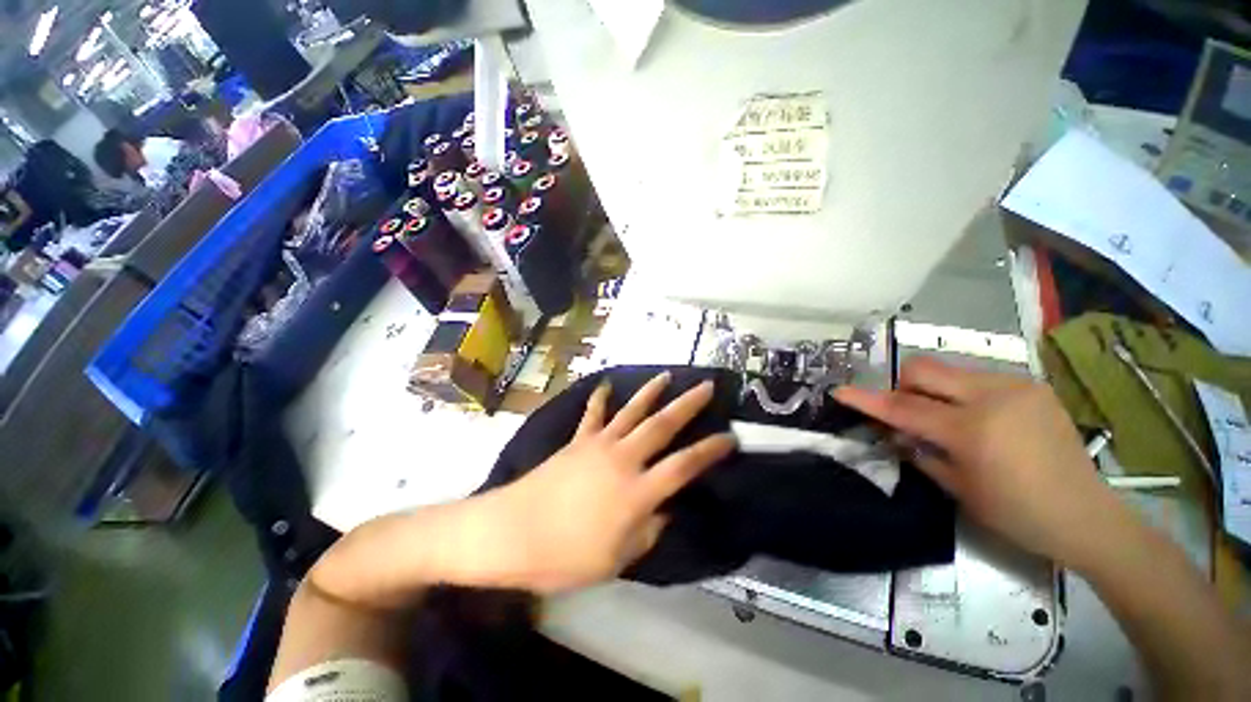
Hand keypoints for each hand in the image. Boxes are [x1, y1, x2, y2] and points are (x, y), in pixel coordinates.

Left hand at [484, 373, 735, 592]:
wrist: (510, 533)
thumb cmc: (563, 556)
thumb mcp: (614, 560)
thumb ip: (646, 533)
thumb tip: (664, 511)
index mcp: (636, 492)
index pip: (683, 466)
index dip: (709, 451)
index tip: (730, 438)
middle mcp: (622, 459)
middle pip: (662, 425)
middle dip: (688, 404)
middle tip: (706, 386)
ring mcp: (598, 444)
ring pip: (631, 411)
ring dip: (651, 392)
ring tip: (667, 375)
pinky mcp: (577, 440)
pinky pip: (593, 414)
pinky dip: (600, 399)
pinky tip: (606, 385)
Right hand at [833, 357, 1124, 566]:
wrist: (1088, 514)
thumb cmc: (1018, 514)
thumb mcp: (959, 490)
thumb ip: (921, 453)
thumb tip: (896, 433)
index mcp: (972, 431)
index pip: (904, 407)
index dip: (867, 399)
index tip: (840, 391)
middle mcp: (993, 398)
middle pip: (924, 369)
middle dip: (903, 385)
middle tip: (910, 412)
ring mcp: (1016, 387)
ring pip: (950, 370)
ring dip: (934, 390)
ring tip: (949, 419)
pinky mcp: (1032, 386)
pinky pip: (978, 378)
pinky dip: (963, 393)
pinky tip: (981, 419)